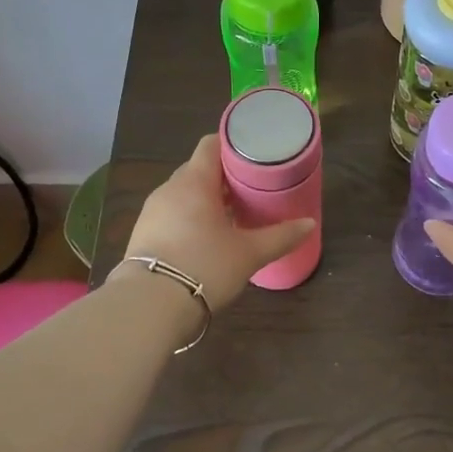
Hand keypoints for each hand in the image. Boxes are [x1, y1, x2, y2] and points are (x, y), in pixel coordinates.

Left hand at [119, 135, 313, 310]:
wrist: (149, 307)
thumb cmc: (204, 267)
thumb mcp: (249, 254)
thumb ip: (280, 236)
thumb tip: (309, 224)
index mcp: (194, 182)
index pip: (211, 144)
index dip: (233, 145)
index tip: (255, 156)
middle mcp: (169, 189)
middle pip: (199, 169)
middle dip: (224, 176)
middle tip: (251, 188)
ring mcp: (152, 212)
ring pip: (184, 193)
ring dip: (206, 198)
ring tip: (232, 214)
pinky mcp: (143, 235)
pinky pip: (171, 214)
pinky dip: (190, 217)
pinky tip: (206, 238)